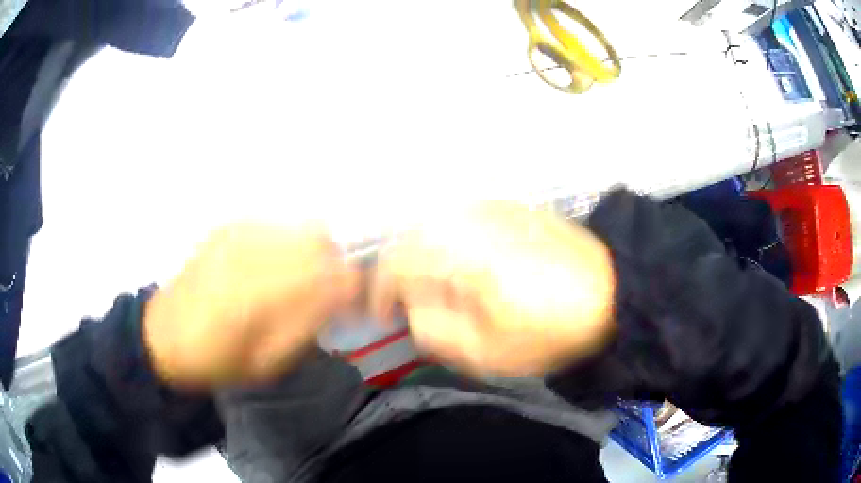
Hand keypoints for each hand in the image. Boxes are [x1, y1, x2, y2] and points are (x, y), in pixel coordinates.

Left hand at [143, 223, 359, 387]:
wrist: (165, 335)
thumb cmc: (217, 360)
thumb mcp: (266, 364)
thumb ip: (306, 328)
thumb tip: (340, 299)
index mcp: (257, 296)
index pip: (328, 275)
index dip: (352, 286)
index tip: (356, 305)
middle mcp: (250, 253)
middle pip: (320, 241)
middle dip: (337, 267)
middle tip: (329, 295)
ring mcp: (238, 233)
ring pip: (301, 228)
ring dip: (315, 255)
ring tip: (301, 282)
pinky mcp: (229, 227)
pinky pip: (278, 227)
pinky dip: (289, 246)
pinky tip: (272, 269)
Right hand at [372, 202, 615, 377]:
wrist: (610, 290)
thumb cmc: (550, 329)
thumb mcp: (485, 351)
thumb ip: (432, 330)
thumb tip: (412, 307)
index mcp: (457, 253)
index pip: (393, 263)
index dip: (379, 292)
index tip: (384, 316)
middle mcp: (466, 218)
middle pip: (410, 240)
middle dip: (404, 275)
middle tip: (416, 305)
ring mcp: (489, 206)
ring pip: (435, 227)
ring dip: (427, 258)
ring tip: (444, 288)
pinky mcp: (508, 205)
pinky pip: (462, 220)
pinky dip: (452, 243)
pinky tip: (471, 265)